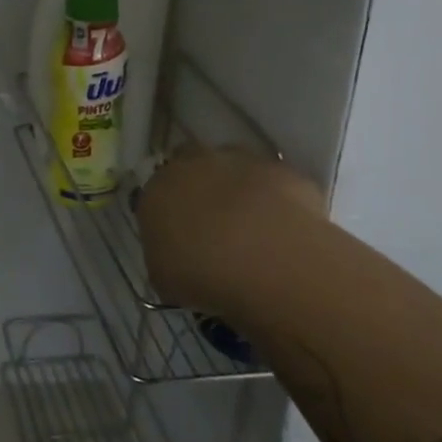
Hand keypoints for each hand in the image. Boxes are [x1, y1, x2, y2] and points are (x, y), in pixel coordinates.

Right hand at [136, 145, 323, 309]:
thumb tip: (177, 255)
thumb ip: (165, 255)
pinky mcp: (282, 169)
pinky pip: (274, 182)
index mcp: (156, 190)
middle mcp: (192, 165)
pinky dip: (277, 201)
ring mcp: (239, 162)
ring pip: (233, 167)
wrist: (271, 261)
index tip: (181, 238)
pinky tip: (286, 230)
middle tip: (215, 225)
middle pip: (191, 167)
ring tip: (255, 228)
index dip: (169, 215)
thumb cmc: (205, 275)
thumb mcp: (166, 279)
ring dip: (239, 188)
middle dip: (200, 187)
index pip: (155, 195)